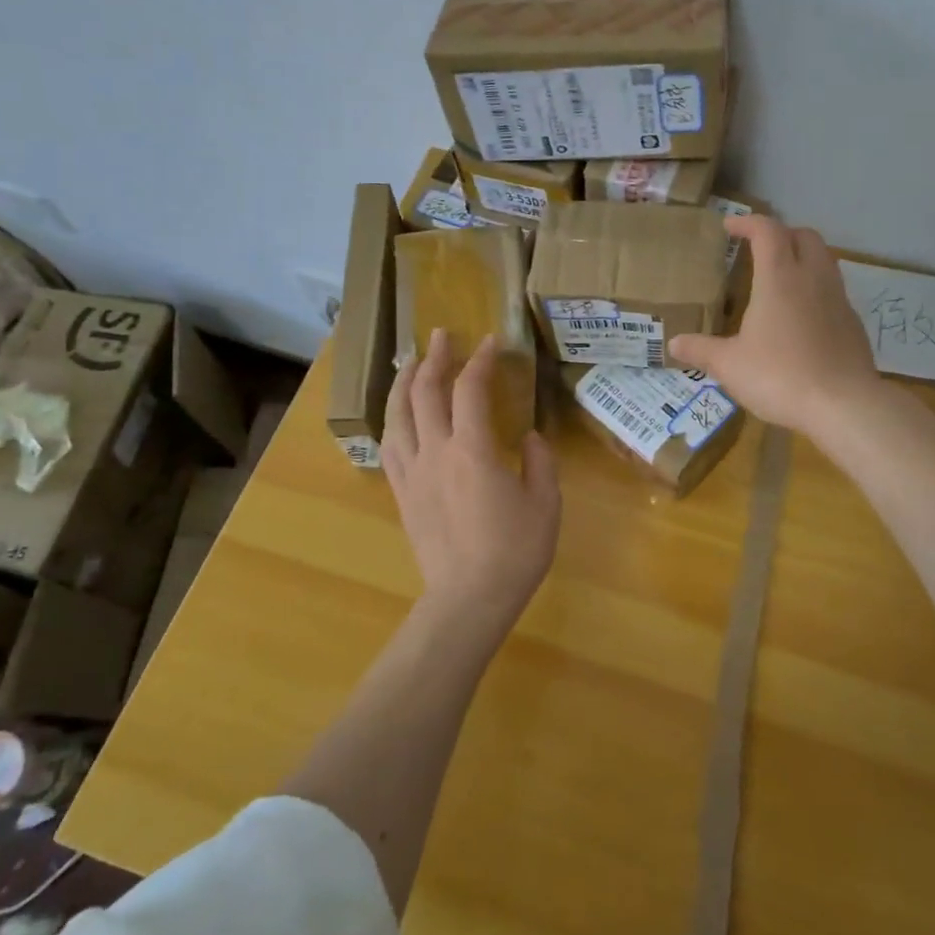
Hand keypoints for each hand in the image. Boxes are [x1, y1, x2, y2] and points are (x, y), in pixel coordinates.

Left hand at [382, 329, 560, 642]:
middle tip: (441, 335)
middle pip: (425, 393)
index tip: (490, 342)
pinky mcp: (402, 493)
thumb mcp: (545, 503)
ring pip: (398, 415)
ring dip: (404, 383)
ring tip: (411, 363)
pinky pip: (389, 447)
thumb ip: (539, 462)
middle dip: (434, 358)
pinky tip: (397, 414)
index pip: (470, 390)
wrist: (468, 599)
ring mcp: (413, 473)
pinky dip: (393, 420)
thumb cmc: (514, 552)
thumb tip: (527, 438)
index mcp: (473, 450)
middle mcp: (436, 452)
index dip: (480, 361)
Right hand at [669, 216, 879, 436]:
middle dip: (781, 234)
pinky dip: (815, 289)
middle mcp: (813, 278)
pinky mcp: (853, 323)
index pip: (767, 231)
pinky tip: (801, 317)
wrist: (844, 406)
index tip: (730, 227)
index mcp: (780, 278)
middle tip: (759, 249)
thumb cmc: (780, 376)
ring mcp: (838, 299)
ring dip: (802, 258)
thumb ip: (701, 350)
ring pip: (824, 260)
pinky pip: (833, 291)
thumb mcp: (730, 366)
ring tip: (780, 280)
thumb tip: (674, 343)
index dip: (748, 223)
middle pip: (804, 236)